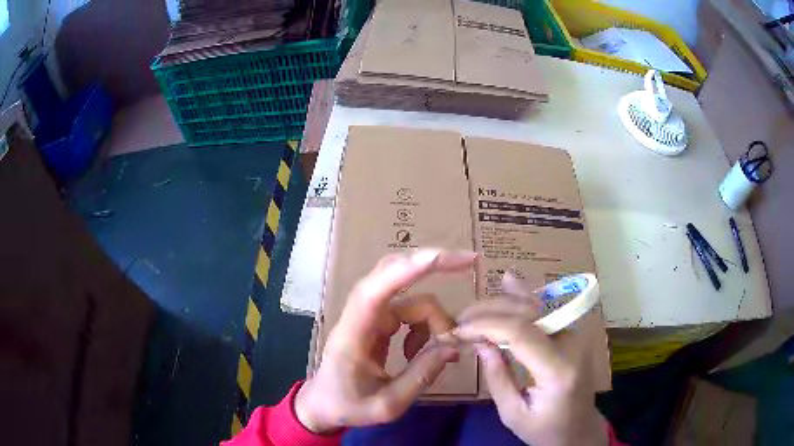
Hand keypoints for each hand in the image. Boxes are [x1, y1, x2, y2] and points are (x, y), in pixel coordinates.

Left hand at [294, 249, 475, 432]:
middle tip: (470, 262)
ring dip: (434, 317)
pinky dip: (426, 325)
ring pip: (411, 297)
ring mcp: (370, 315)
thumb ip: (420, 376)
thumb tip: (454, 347)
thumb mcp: (388, 404)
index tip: (440, 257)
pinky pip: (410, 310)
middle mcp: (361, 315)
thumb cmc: (348, 405)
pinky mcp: (378, 320)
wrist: (324, 404)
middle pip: (394, 274)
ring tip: (443, 349)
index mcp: (353, 334)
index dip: (406, 270)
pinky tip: (421, 352)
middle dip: (432, 264)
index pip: (375, 291)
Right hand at [454, 273, 607, 445]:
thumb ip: (497, 377)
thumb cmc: (546, 430)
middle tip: (460, 318)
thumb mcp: (513, 414)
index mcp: (559, 370)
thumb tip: (479, 342)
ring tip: (472, 309)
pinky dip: (521, 301)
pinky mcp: (571, 335)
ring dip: (502, 304)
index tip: (458, 330)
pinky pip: (543, 313)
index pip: (521, 333)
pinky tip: (508, 283)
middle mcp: (572, 345)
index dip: (487, 326)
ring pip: (536, 307)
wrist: (580, 429)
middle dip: (490, 311)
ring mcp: (575, 336)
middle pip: (528, 313)